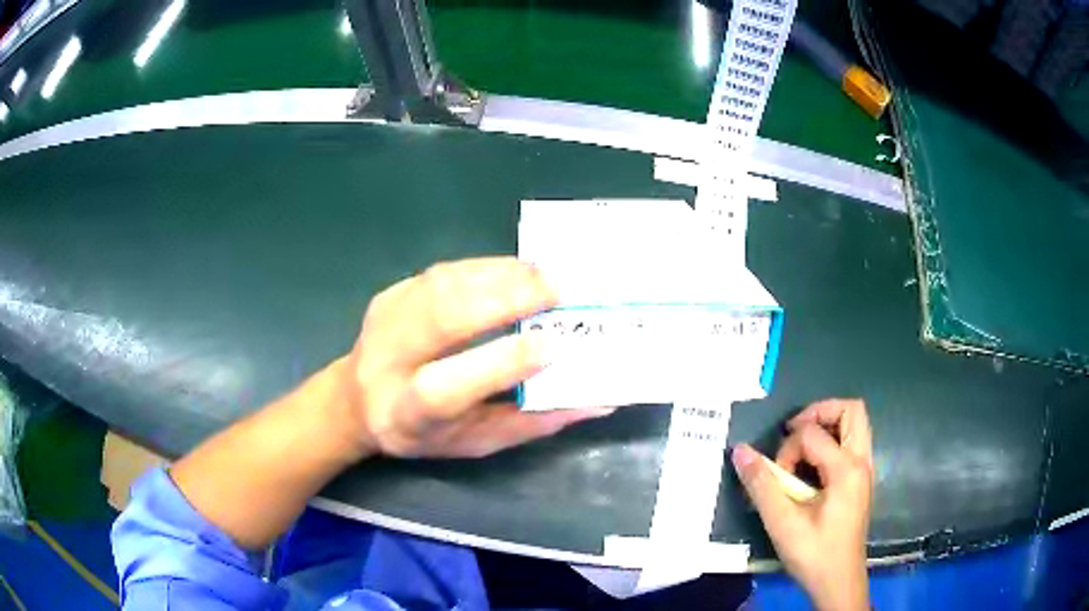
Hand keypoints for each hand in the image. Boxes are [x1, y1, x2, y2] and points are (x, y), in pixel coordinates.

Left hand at [332, 257, 612, 458]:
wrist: (357, 398)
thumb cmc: (424, 431)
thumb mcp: (476, 442)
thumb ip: (531, 424)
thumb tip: (595, 402)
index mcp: (406, 412)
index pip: (448, 387)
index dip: (500, 364)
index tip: (552, 346)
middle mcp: (388, 359)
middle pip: (442, 319)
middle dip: (504, 300)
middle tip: (557, 292)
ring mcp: (386, 318)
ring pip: (445, 285)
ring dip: (501, 275)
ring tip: (547, 276)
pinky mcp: (392, 292)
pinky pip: (445, 271)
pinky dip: (487, 266)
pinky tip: (519, 270)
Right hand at [731, 399, 872, 610]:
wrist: (838, 582)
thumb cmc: (814, 554)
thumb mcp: (782, 523)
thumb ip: (762, 485)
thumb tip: (740, 451)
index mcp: (847, 469)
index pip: (814, 434)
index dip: (788, 448)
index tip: (776, 476)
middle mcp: (862, 461)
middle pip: (851, 410)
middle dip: (820, 412)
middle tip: (794, 432)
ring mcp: (864, 470)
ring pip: (855, 425)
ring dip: (827, 426)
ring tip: (801, 449)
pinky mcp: (860, 481)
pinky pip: (851, 443)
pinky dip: (831, 442)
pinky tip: (811, 469)